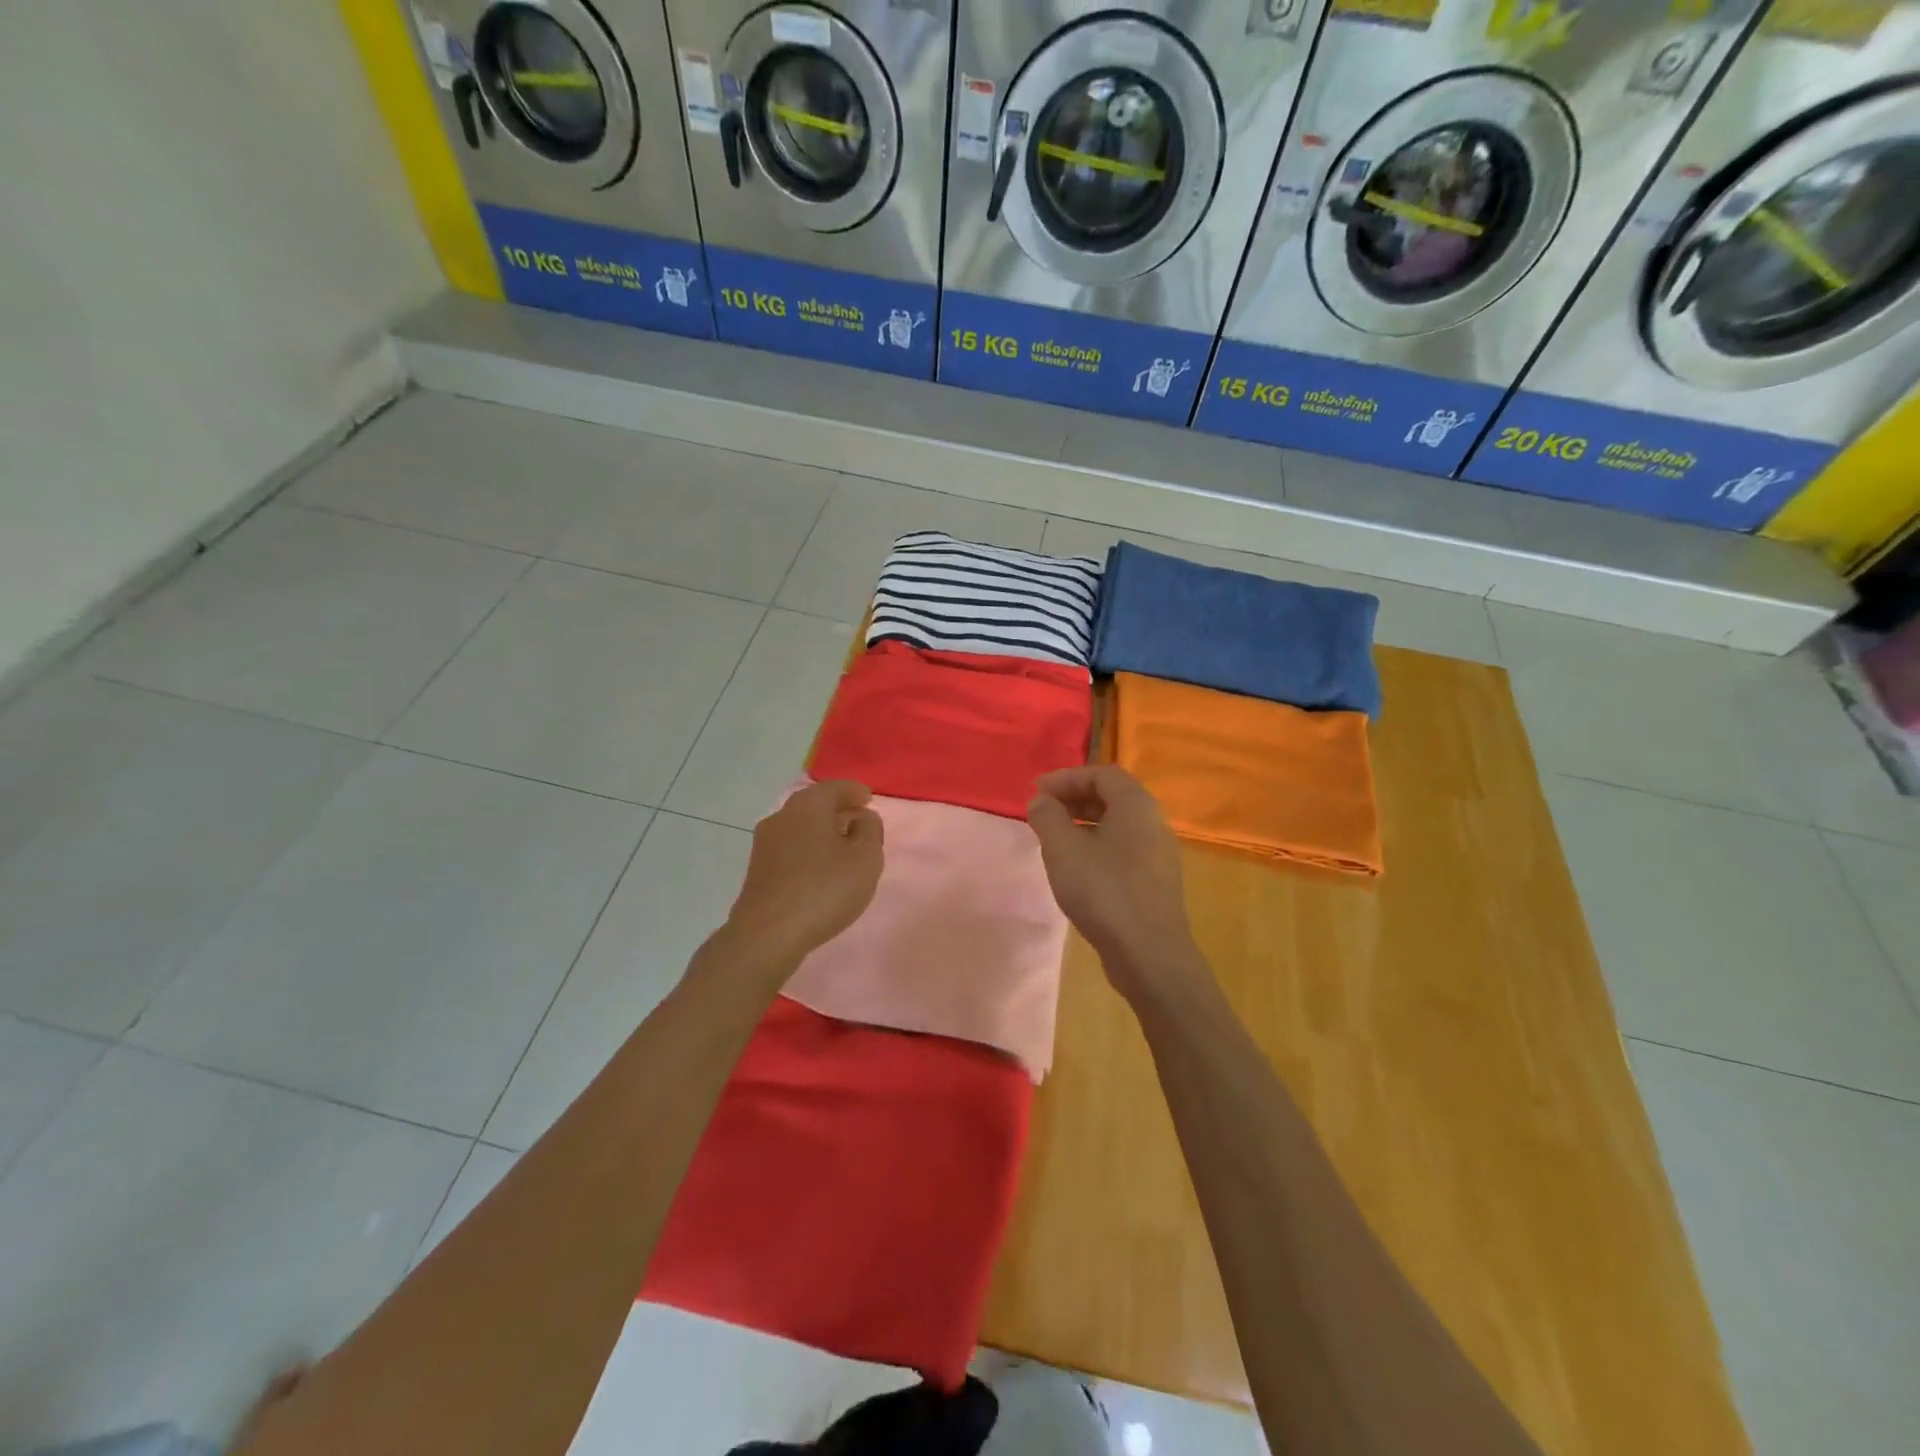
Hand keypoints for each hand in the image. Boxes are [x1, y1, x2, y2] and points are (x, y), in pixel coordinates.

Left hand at [726, 780, 883, 972]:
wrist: (768, 934)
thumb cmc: (824, 889)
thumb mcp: (865, 858)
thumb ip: (870, 830)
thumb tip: (862, 817)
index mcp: (809, 805)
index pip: (836, 786)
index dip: (856, 791)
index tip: (869, 798)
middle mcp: (782, 815)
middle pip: (815, 804)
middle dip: (839, 809)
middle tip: (860, 821)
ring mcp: (765, 843)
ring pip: (801, 826)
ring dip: (823, 831)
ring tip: (843, 847)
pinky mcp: (758, 869)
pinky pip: (791, 847)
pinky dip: (809, 849)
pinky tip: (820, 868)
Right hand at [1027, 766, 1208, 1005]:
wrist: (1149, 954)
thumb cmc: (1103, 891)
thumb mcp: (1063, 849)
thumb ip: (1048, 817)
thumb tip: (1041, 800)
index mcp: (1137, 805)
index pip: (1102, 774)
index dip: (1067, 777)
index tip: (1037, 791)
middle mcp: (1154, 822)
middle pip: (1113, 797)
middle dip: (1074, 799)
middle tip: (1043, 811)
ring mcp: (1159, 854)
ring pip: (1118, 825)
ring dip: (1084, 823)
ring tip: (1054, 838)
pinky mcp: (1156, 881)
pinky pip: (1124, 849)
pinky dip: (1097, 845)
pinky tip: (1077, 867)